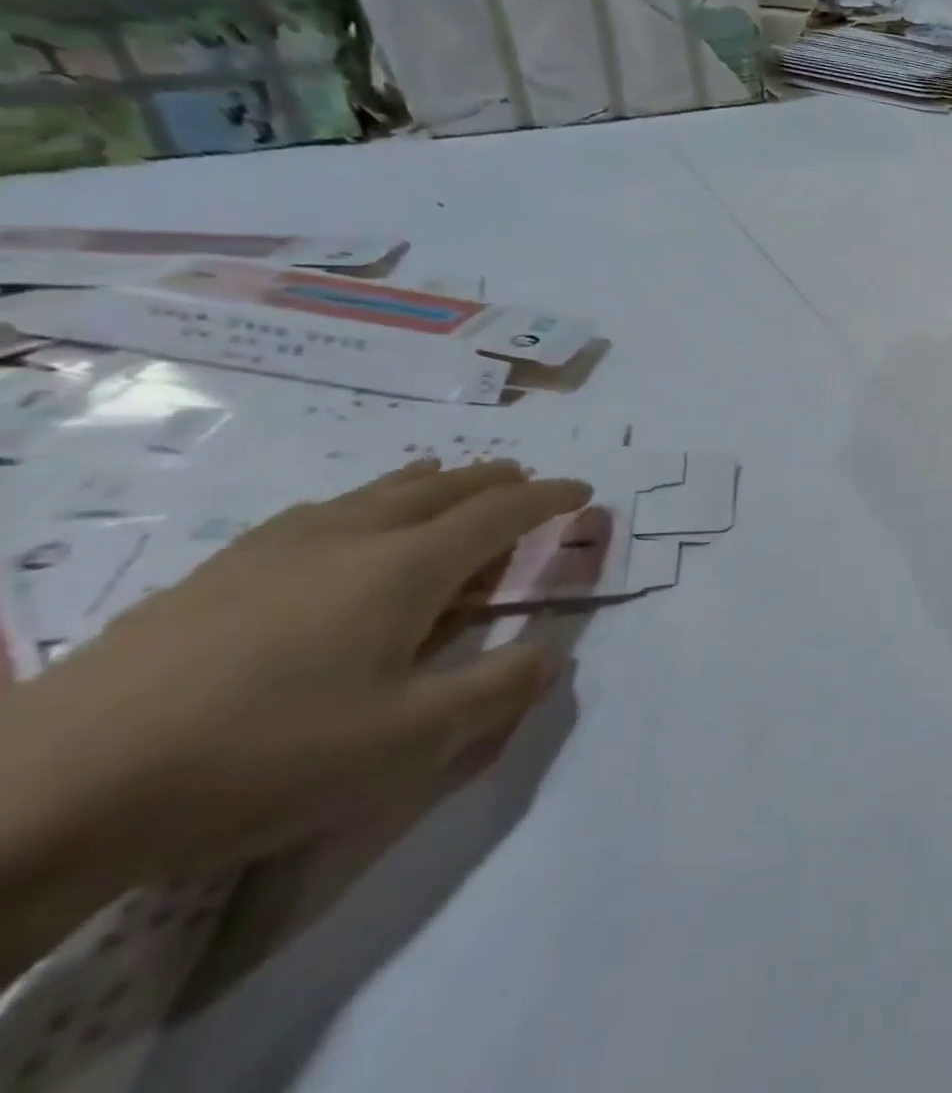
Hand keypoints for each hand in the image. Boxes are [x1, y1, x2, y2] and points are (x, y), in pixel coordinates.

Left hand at [0, 461, 589, 908]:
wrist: (51, 788)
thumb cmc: (263, 755)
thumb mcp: (410, 742)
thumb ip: (499, 691)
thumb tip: (556, 654)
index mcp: (407, 566)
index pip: (501, 512)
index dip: (548, 497)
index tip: (581, 491)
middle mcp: (352, 535)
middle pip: (442, 486)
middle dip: (494, 480)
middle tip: (524, 479)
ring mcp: (279, 546)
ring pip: (378, 491)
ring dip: (431, 483)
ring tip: (448, 482)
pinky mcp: (221, 569)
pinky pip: (324, 511)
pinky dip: (367, 502)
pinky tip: (346, 525)